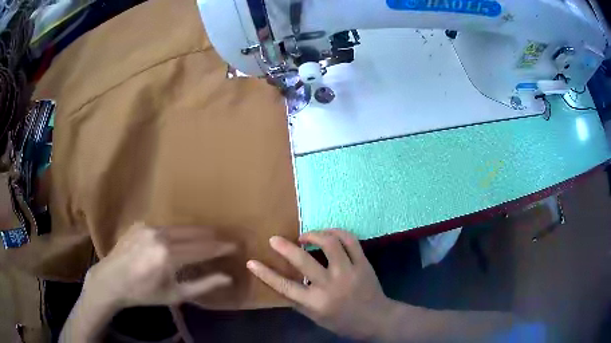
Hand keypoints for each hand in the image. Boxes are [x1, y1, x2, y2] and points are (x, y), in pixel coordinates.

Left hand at [84, 222, 234, 308]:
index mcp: (168, 256)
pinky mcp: (140, 224)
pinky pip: (164, 227)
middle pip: (193, 232)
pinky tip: (179, 238)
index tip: (234, 245)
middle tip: (224, 239)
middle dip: (211, 236)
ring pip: (179, 227)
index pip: (202, 248)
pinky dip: (176, 232)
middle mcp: (159, 236)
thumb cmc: (144, 293)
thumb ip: (202, 285)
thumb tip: (227, 278)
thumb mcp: (174, 295)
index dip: (220, 247)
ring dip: (195, 233)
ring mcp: (148, 227)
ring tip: (207, 238)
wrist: (111, 281)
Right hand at [246, 230, 392, 339]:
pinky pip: (350, 240)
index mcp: (316, 302)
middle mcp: (330, 285)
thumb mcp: (316, 318)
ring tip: (304, 236)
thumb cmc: (343, 322)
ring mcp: (349, 272)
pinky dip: (337, 232)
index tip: (251, 262)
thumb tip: (281, 285)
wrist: (376, 319)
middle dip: (285, 247)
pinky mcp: (363, 263)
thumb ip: (298, 302)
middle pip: (303, 260)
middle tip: (275, 239)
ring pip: (329, 243)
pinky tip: (328, 233)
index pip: (284, 286)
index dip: (265, 274)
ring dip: (313, 234)